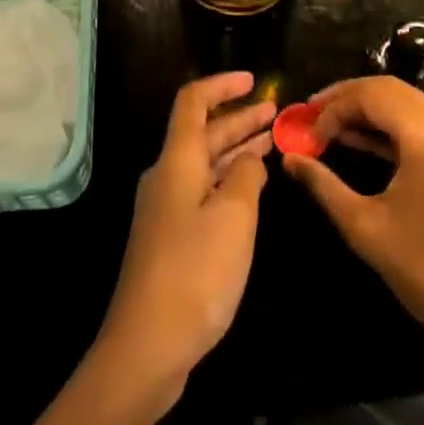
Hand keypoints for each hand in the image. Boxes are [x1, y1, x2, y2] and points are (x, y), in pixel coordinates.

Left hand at [98, 72, 275, 396]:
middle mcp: (167, 176)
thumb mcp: (234, 216)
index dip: (222, 85)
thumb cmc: (195, 270)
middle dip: (238, 119)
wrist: (147, 345)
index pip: (194, 102)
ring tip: (270, 141)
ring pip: (204, 164)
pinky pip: (203, 191)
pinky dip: (228, 180)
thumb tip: (248, 161)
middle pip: (202, 133)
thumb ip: (246, 177)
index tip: (253, 80)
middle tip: (275, 112)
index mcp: (178, 160)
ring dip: (236, 149)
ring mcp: (166, 208)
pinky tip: (250, 189)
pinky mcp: (170, 238)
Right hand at [283, 77, 423, 424]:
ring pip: (407, 104)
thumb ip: (324, 185)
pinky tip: (363, 142)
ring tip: (331, 128)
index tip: (305, 130)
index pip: (371, 95)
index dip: (333, 106)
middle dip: (348, 100)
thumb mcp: (366, 228)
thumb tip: (289, 158)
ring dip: (369, 111)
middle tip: (312, 117)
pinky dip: (392, 127)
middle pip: (390, 91)